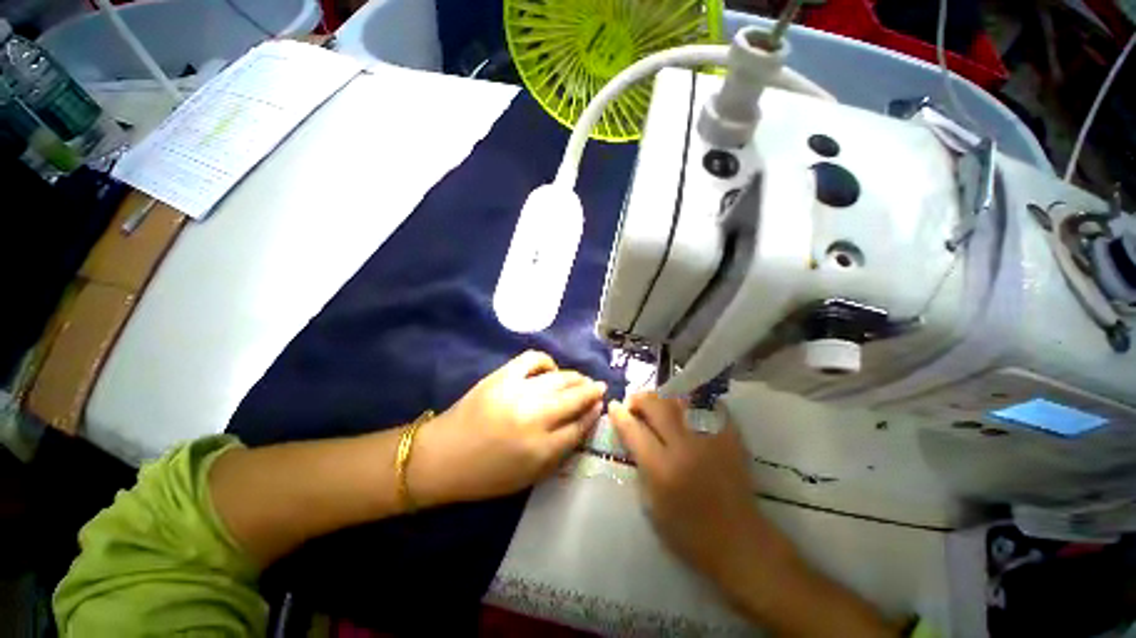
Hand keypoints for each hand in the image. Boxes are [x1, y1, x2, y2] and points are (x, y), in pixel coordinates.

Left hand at [411, 351, 605, 505]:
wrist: (442, 457)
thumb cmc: (486, 475)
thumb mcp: (529, 477)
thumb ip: (560, 451)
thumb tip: (583, 422)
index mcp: (541, 449)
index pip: (580, 426)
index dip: (594, 414)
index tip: (600, 406)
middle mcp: (534, 417)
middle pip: (575, 398)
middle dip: (592, 391)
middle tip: (598, 388)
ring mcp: (518, 392)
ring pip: (560, 378)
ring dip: (576, 378)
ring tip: (580, 379)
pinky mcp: (502, 376)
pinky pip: (533, 359)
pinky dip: (547, 362)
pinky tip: (550, 370)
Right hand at [608, 393, 790, 589]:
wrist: (738, 541)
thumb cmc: (688, 532)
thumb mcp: (651, 505)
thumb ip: (640, 465)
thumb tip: (632, 435)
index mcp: (662, 468)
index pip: (633, 429)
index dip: (619, 414)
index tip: (614, 406)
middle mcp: (685, 447)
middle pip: (656, 405)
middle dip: (639, 399)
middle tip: (634, 403)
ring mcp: (710, 438)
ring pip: (680, 400)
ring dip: (662, 398)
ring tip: (658, 404)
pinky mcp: (730, 437)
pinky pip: (707, 406)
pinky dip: (693, 403)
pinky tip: (686, 408)